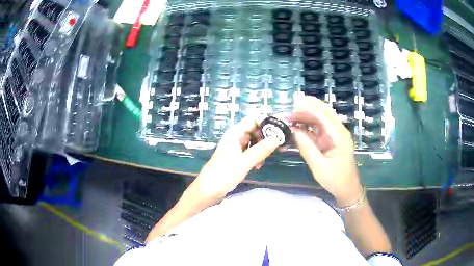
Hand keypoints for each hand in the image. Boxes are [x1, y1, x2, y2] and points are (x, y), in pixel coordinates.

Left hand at [194, 117, 279, 199]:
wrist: (208, 190)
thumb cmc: (224, 174)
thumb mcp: (245, 162)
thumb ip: (261, 150)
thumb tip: (277, 139)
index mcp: (235, 134)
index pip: (252, 120)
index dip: (266, 122)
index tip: (279, 130)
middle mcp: (235, 138)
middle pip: (254, 130)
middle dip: (265, 137)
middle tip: (276, 147)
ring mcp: (235, 148)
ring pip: (253, 142)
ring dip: (261, 148)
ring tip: (264, 160)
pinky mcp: (235, 157)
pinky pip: (249, 151)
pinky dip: (255, 156)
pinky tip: (257, 166)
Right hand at [287, 96, 362, 206]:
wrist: (347, 188)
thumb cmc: (335, 179)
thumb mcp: (319, 166)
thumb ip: (306, 147)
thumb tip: (293, 131)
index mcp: (339, 136)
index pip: (324, 116)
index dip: (309, 108)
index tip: (295, 104)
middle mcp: (338, 131)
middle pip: (324, 113)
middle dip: (308, 109)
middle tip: (290, 111)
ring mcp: (335, 135)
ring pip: (321, 119)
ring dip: (306, 117)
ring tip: (291, 118)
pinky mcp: (331, 140)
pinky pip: (319, 129)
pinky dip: (308, 126)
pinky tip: (298, 127)